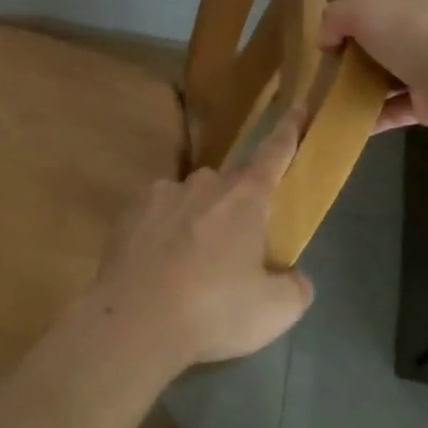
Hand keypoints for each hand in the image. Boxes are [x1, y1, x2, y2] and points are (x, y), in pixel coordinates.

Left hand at [85, 111, 314, 372]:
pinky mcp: (130, 213)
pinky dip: (164, 236)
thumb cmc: (214, 309)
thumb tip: (293, 277)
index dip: (289, 130)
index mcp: (245, 197)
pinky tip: (160, 269)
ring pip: (191, 201)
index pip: (274, 153)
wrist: (135, 321)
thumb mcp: (275, 310)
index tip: (297, 106)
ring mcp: (162, 194)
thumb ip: (295, 287)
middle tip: (236, 252)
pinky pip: (157, 217)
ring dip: (198, 223)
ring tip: (191, 269)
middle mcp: (204, 184)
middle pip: (230, 186)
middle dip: (237, 209)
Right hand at [320, 0, 427, 134]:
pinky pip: (397, 108)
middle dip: (363, 53)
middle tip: (334, 65)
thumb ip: (336, 16)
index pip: (392, 0)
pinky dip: (374, 115)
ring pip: (394, 75)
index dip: (364, 13)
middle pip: (391, 39)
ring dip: (367, 86)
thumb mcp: (361, 8)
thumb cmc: (412, 31)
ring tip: (334, 95)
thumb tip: (325, 39)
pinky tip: (348, 120)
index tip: (338, 31)